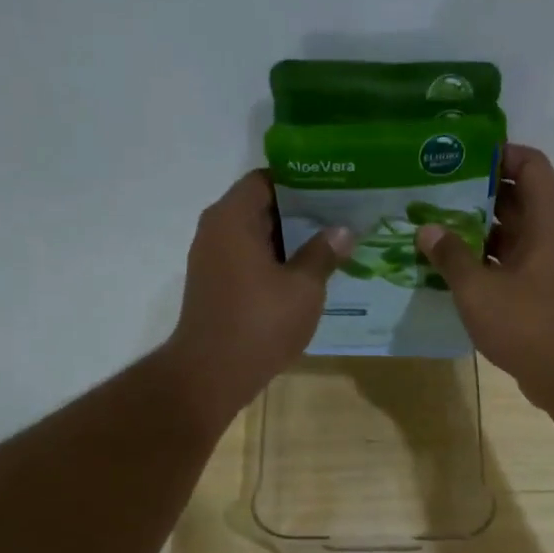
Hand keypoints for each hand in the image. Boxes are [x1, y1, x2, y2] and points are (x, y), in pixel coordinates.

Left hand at [165, 171, 351, 422]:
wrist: (212, 373)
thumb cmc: (260, 323)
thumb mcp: (303, 288)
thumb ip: (323, 254)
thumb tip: (342, 231)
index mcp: (233, 218)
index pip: (267, 179)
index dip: (301, 182)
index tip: (334, 189)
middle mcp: (216, 230)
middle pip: (261, 206)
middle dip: (300, 212)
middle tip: (341, 216)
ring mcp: (211, 260)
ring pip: (255, 236)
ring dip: (289, 241)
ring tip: (330, 245)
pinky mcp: (214, 286)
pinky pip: (248, 260)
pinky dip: (274, 262)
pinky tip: (306, 275)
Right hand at [415, 144, 553, 411]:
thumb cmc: (527, 325)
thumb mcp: (479, 289)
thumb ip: (451, 256)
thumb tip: (427, 229)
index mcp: (546, 222)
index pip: (530, 165)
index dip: (500, 153)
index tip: (460, 157)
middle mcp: (549, 236)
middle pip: (515, 197)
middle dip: (476, 191)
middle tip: (433, 191)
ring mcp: (544, 265)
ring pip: (508, 232)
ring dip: (474, 228)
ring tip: (432, 226)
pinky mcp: (536, 290)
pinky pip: (506, 260)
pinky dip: (481, 258)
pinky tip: (447, 265)